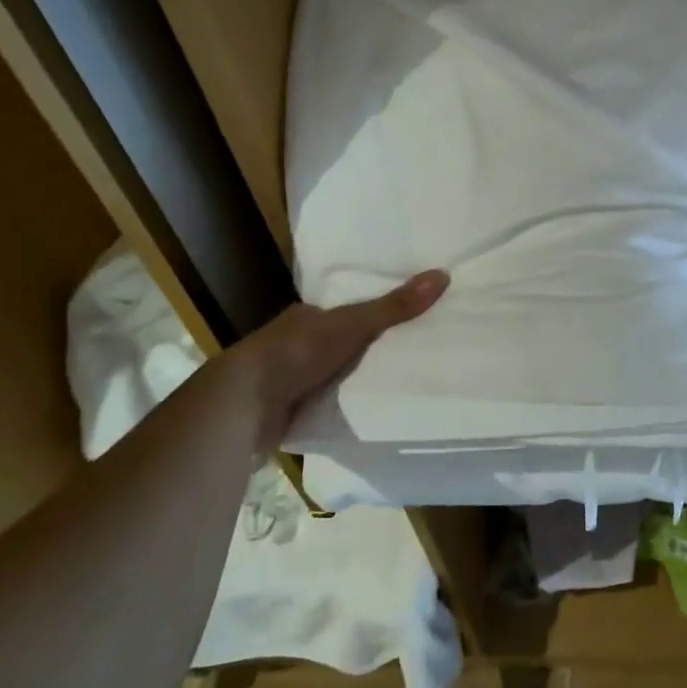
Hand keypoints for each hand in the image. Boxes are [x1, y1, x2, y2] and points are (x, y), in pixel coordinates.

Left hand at [228, 270, 449, 449]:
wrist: (244, 405)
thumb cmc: (296, 352)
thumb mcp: (352, 324)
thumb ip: (393, 307)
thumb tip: (442, 275)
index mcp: (305, 317)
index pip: (342, 311)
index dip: (368, 314)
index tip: (401, 320)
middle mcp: (294, 344)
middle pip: (338, 343)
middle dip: (362, 349)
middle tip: (406, 353)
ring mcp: (288, 379)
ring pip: (330, 374)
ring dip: (350, 379)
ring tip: (394, 383)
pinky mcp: (286, 411)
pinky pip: (322, 404)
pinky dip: (339, 407)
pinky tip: (363, 412)